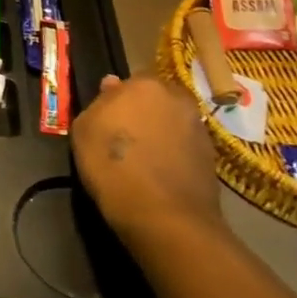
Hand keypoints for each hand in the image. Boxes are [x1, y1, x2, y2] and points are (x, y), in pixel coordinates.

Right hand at [72, 74, 225, 253]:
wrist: (163, 215)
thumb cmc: (113, 165)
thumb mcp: (84, 129)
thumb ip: (98, 103)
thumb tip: (112, 85)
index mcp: (145, 85)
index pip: (129, 82)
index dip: (117, 100)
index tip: (107, 119)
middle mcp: (177, 99)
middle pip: (156, 99)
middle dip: (143, 111)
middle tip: (125, 136)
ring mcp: (199, 127)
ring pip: (172, 122)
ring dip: (160, 132)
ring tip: (143, 157)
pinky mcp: (211, 157)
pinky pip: (184, 146)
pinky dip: (174, 154)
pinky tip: (159, 173)